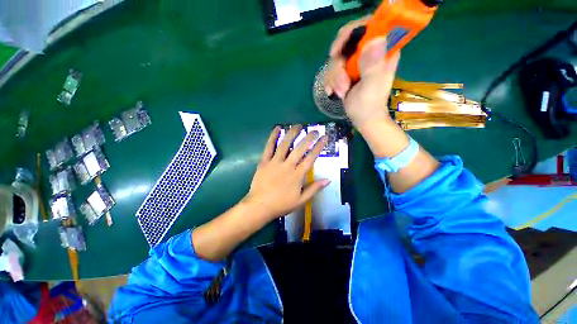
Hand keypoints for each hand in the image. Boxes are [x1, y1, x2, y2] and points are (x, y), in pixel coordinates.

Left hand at [243, 125, 329, 220]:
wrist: (260, 206)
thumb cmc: (281, 204)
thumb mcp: (301, 201)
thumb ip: (314, 189)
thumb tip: (328, 180)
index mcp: (297, 175)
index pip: (310, 158)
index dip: (318, 147)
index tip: (324, 138)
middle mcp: (287, 165)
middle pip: (299, 148)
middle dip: (308, 138)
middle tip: (314, 130)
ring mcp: (275, 162)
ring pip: (285, 144)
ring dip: (292, 133)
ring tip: (298, 125)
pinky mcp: (264, 161)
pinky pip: (269, 147)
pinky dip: (273, 137)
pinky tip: (277, 128)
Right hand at [324, 16, 400, 129]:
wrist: (362, 118)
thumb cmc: (369, 105)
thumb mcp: (372, 85)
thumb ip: (373, 64)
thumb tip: (376, 38)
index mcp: (383, 50)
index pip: (368, 26)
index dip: (350, 32)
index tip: (337, 50)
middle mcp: (369, 52)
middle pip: (346, 42)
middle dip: (338, 65)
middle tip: (341, 82)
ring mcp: (357, 62)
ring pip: (336, 59)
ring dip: (335, 78)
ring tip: (341, 92)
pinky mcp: (347, 71)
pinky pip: (332, 69)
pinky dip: (331, 82)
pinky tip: (334, 92)